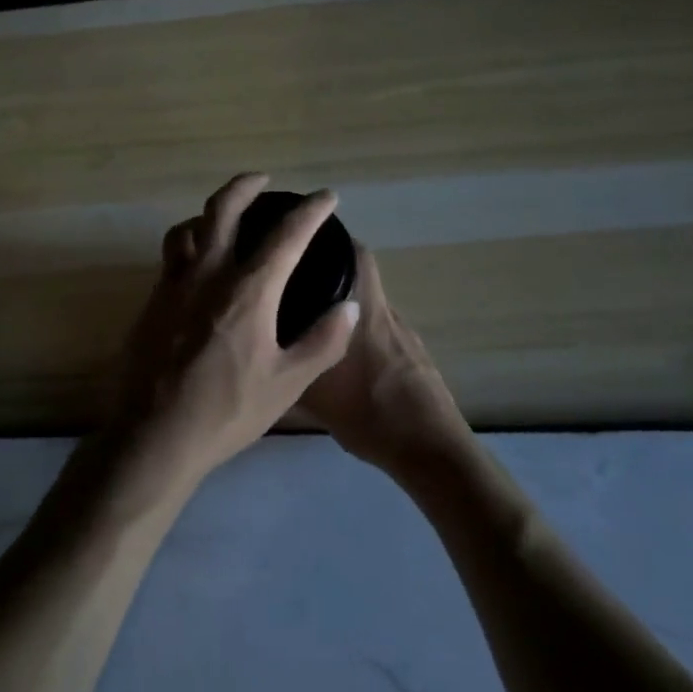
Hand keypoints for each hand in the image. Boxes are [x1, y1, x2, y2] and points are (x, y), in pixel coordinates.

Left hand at [107, 173, 359, 494]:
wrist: (154, 435)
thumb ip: (322, 341)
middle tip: (263, 180)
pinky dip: (189, 245)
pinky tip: (199, 270)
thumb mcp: (288, 383)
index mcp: (248, 290)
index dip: (310, 210)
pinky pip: (171, 258)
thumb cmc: (227, 411)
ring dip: (208, 213)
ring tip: (224, 219)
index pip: (286, 234)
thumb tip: (350, 307)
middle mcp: (207, 274)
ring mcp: (172, 286)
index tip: (326, 197)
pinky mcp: (150, 303)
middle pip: (223, 209)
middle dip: (245, 186)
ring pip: (186, 228)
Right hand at [299, 246, 471, 474]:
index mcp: (365, 313)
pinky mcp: (416, 358)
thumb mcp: (314, 397)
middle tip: (298, 285)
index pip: (356, 255)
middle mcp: (387, 315)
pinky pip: (383, 334)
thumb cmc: (371, 416)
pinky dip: (363, 337)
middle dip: (331, 275)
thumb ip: (287, 369)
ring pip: (370, 308)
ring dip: (346, 310)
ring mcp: (406, 337)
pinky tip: (347, 363)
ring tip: (314, 326)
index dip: (332, 241)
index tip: (303, 242)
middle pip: (361, 278)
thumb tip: (261, 356)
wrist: (431, 450)